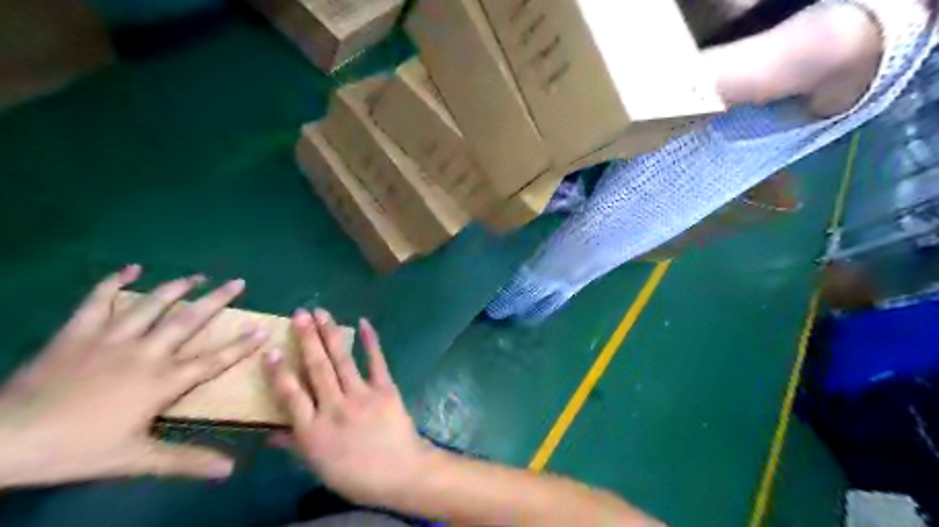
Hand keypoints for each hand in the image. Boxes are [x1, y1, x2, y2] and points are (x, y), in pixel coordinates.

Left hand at [0, 266, 267, 486]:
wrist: (2, 439)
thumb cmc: (76, 448)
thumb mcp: (135, 459)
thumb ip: (185, 461)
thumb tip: (230, 470)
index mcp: (163, 380)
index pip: (214, 359)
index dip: (241, 344)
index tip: (262, 328)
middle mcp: (146, 352)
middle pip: (189, 320)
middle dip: (217, 300)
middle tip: (238, 282)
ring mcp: (112, 338)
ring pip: (153, 304)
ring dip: (177, 287)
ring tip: (198, 275)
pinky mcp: (79, 332)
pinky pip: (98, 300)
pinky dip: (113, 281)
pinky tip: (129, 268)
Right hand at [263, 309, 432, 506]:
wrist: (400, 473)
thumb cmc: (355, 474)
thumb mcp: (318, 466)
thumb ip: (294, 445)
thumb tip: (267, 434)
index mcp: (314, 431)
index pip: (291, 396)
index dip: (279, 372)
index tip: (270, 350)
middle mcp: (335, 408)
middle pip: (317, 368)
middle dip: (307, 339)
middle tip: (298, 314)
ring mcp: (362, 396)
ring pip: (342, 360)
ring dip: (330, 333)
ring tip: (320, 312)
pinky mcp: (385, 389)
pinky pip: (376, 361)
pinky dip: (371, 341)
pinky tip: (364, 322)